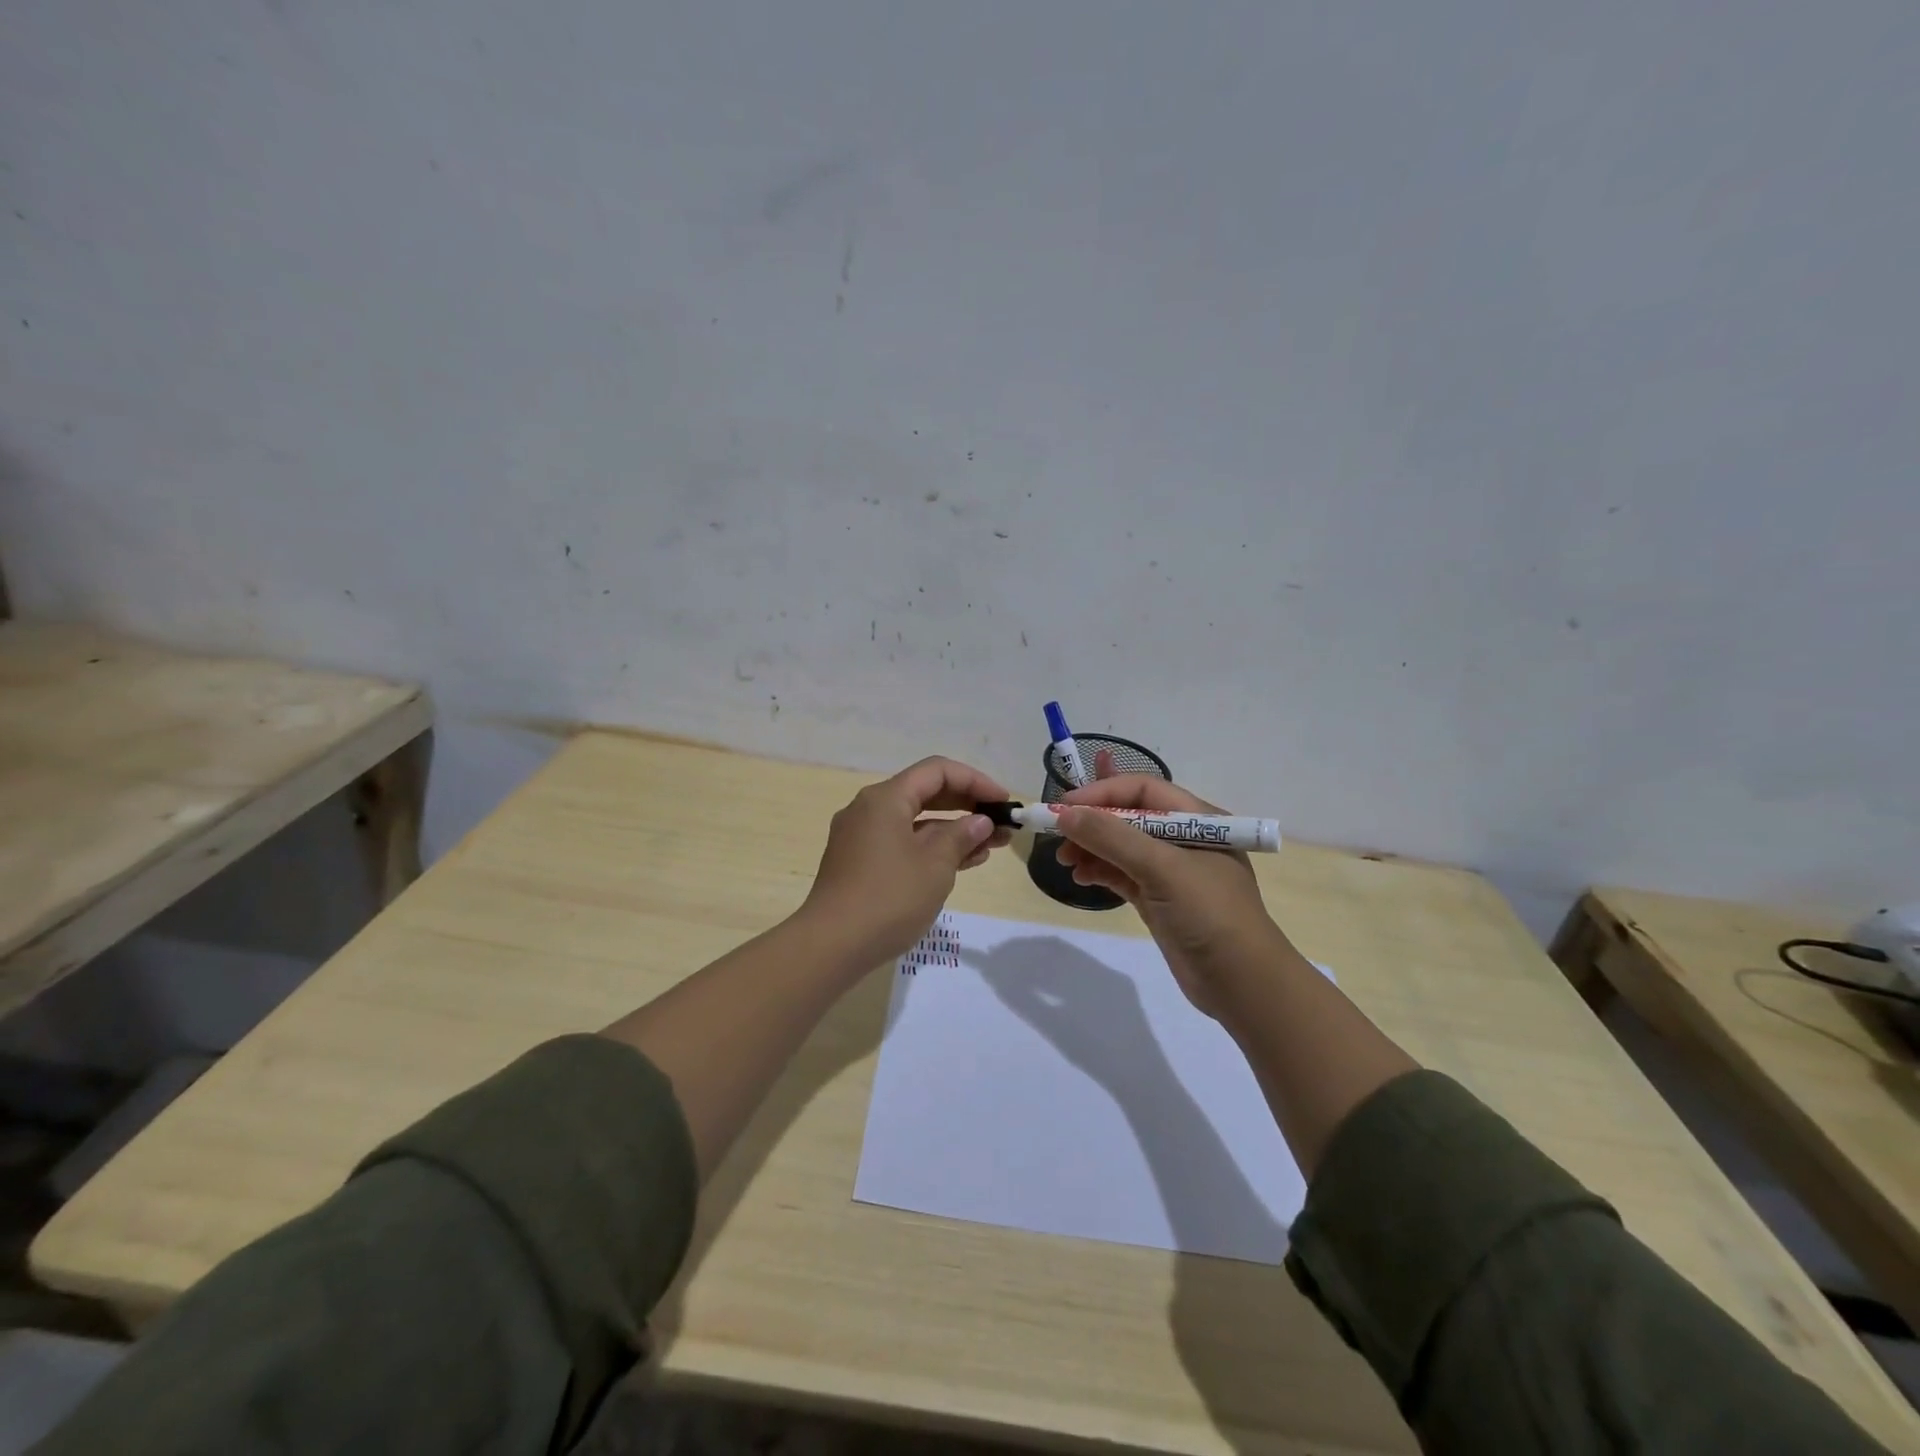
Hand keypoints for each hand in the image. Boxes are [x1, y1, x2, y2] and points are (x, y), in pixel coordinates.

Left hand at [800, 756, 1012, 965]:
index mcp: (885, 798)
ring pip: (915, 822)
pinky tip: (960, 863)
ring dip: (952, 831)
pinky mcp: (859, 863)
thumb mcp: (935, 866)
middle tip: (1001, 824)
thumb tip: (980, 821)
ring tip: (990, 847)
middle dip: (967, 806)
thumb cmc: (889, 898)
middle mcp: (869, 809)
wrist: (831, 946)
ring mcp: (861, 837)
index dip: (975, 781)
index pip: (937, 771)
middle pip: (925, 793)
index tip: (1003, 802)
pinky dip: (931, 849)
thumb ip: (961, 836)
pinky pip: (902, 843)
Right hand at [1053, 774, 1280, 1016]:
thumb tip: (1065, 814)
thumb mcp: (1162, 869)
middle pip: (1128, 816)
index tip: (1064, 808)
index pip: (1142, 790)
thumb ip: (1112, 838)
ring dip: (1091, 848)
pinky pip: (1122, 873)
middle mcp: (1184, 839)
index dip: (1102, 793)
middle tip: (1057, 836)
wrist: (1242, 984)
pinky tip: (1081, 878)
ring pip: (1121, 846)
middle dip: (1092, 823)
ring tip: (1065, 862)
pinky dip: (1099, 871)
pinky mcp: (1159, 899)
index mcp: (1197, 819)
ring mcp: (1171, 871)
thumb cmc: (1209, 914)